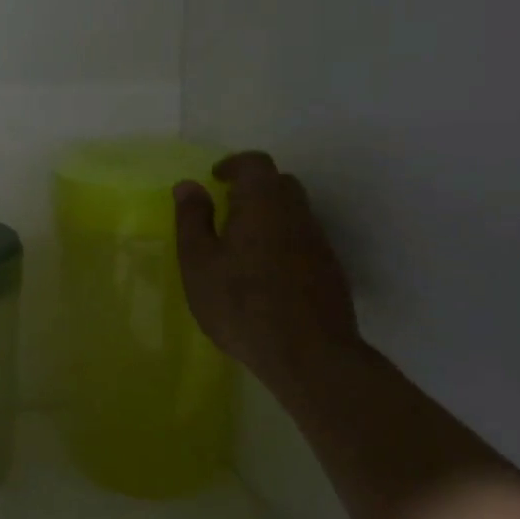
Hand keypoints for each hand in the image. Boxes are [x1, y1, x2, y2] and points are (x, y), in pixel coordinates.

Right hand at [173, 152, 360, 388]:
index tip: (214, 179)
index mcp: (263, 203)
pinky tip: (265, 273)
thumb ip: (192, 219)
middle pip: (279, 183)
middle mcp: (297, 213)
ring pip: (294, 212)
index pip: (254, 163)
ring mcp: (319, 242)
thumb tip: (189, 185)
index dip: (233, 165)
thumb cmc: (241, 303)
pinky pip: (303, 239)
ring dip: (269, 216)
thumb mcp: (199, 262)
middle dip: (252, 188)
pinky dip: (283, 241)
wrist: (310, 355)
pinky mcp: (330, 270)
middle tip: (226, 209)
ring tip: (241, 244)